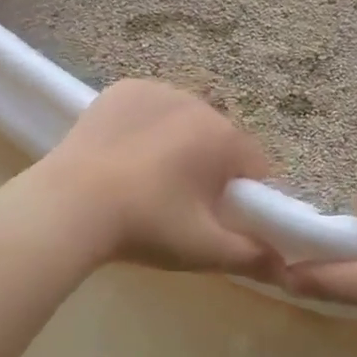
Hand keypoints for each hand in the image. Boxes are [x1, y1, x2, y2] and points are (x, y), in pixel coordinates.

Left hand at [32, 79, 275, 275]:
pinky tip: (123, 155)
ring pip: (183, 122)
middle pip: (218, 140)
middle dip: (209, 167)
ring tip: (145, 181)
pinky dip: (145, 127)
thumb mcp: (204, 249)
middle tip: (179, 205)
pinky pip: (149, 108)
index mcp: (223, 136)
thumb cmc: (146, 225)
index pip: (255, 165)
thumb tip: (286, 267)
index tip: (220, 217)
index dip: (244, 194)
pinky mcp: (122, 89)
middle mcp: (196, 102)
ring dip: (177, 144)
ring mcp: (156, 90)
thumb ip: (252, 256)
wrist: (69, 205)